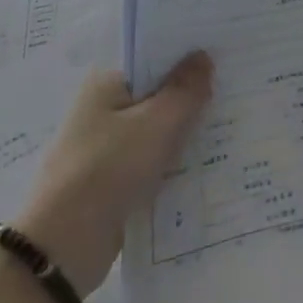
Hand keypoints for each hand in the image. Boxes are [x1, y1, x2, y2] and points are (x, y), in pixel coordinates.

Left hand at [16, 51, 212, 291]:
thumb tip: (203, 55)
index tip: (226, 57)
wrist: (63, 247)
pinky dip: (176, 160)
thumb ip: (185, 89)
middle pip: (159, 93)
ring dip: (187, 131)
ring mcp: (107, 146)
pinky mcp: (114, 179)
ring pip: (158, 129)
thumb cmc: (109, 169)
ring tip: (234, 125)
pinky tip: (210, 162)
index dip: (189, 57)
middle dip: (193, 95)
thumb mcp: (157, 124)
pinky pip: (153, 159)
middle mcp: (103, 108)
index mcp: (107, 83)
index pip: (155, 58)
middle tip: (240, 91)